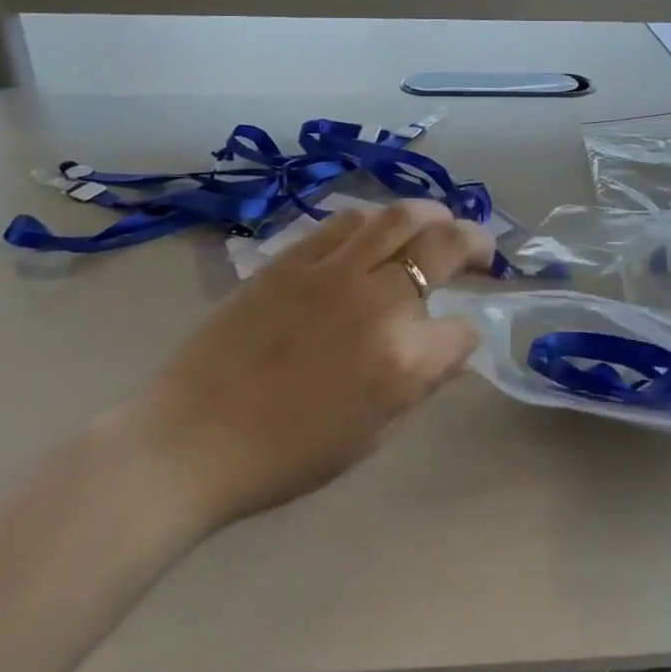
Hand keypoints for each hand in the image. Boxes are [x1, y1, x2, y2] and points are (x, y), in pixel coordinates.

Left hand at [118, 200, 494, 534]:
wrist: (188, 442)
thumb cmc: (284, 456)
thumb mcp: (370, 436)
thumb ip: (422, 385)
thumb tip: (454, 348)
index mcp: (401, 361)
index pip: (463, 330)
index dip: (467, 334)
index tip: (458, 338)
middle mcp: (378, 303)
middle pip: (446, 246)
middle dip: (477, 242)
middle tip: (482, 250)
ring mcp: (333, 272)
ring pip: (400, 216)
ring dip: (433, 215)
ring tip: (439, 223)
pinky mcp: (293, 258)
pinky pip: (346, 221)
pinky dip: (375, 221)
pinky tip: (378, 232)